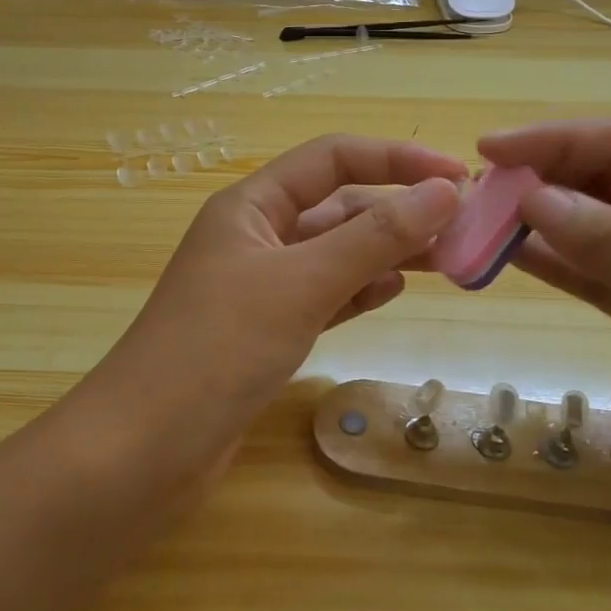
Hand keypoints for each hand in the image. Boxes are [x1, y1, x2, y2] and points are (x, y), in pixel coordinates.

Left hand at [100, 135, 464, 463]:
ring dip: (386, 250)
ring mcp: (259, 288)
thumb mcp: (301, 282)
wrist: (145, 451)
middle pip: (337, 206)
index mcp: (251, 205)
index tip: (458, 176)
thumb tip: (443, 191)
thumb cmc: (218, 349)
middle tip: (466, 228)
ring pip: (335, 254)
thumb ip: (373, 237)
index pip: (332, 159)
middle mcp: (255, 237)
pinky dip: (359, 289)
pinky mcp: (265, 333)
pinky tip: (393, 290)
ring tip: (448, 260)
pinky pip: (324, 296)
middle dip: (398, 210)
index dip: (395, 159)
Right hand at [480, 119, 610, 540]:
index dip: (562, 138)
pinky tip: (516, 258)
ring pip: (604, 230)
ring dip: (548, 222)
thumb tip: (534, 198)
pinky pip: (606, 278)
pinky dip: (564, 267)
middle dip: (549, 177)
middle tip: (480, 189)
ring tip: (483, 220)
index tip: (493, 148)